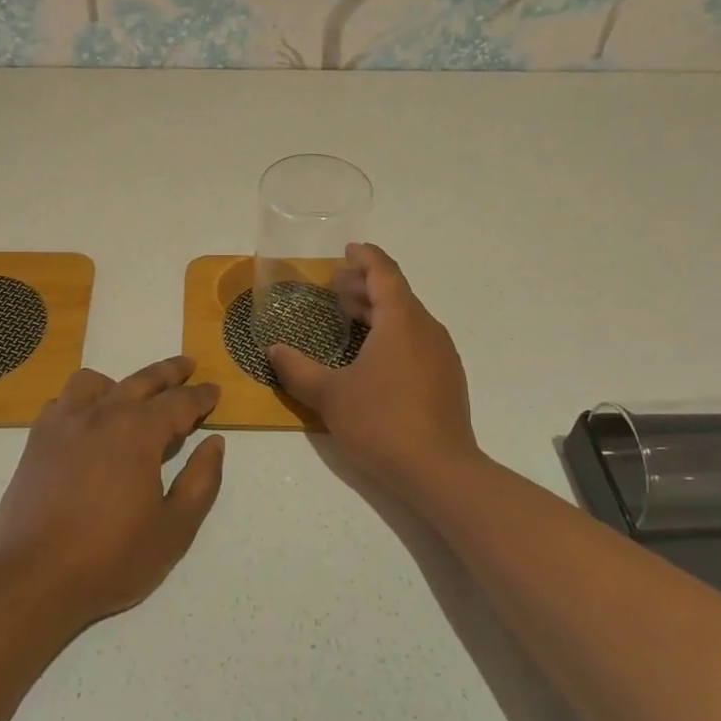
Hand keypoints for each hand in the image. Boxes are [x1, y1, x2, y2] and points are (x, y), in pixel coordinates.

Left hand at [0, 356, 224, 624]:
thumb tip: (214, 443)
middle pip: (141, 381)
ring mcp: (64, 425)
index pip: (179, 402)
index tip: (213, 391)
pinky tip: (85, 421)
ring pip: (94, 383)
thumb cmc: (111, 559)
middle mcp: (101, 415)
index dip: (200, 396)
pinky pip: (61, 403)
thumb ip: (201, 481)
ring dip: (119, 383)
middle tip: (187, 366)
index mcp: (138, 433)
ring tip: (130, 396)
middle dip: (169, 372)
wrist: (34, 580)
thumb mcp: (174, 529)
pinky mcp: (36, 441)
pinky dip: (79, 402)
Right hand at [268, 243, 478, 492]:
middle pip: (396, 294)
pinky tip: (373, 357)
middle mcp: (426, 329)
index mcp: (401, 320)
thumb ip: (297, 370)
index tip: (348, 249)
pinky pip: (416, 340)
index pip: (384, 272)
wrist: (440, 471)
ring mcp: (441, 355)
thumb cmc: (382, 422)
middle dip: (365, 285)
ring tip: (349, 318)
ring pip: (408, 318)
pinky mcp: (446, 379)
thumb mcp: (330, 396)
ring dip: (378, 311)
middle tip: (334, 289)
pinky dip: (392, 334)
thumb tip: (273, 351)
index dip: (365, 257)